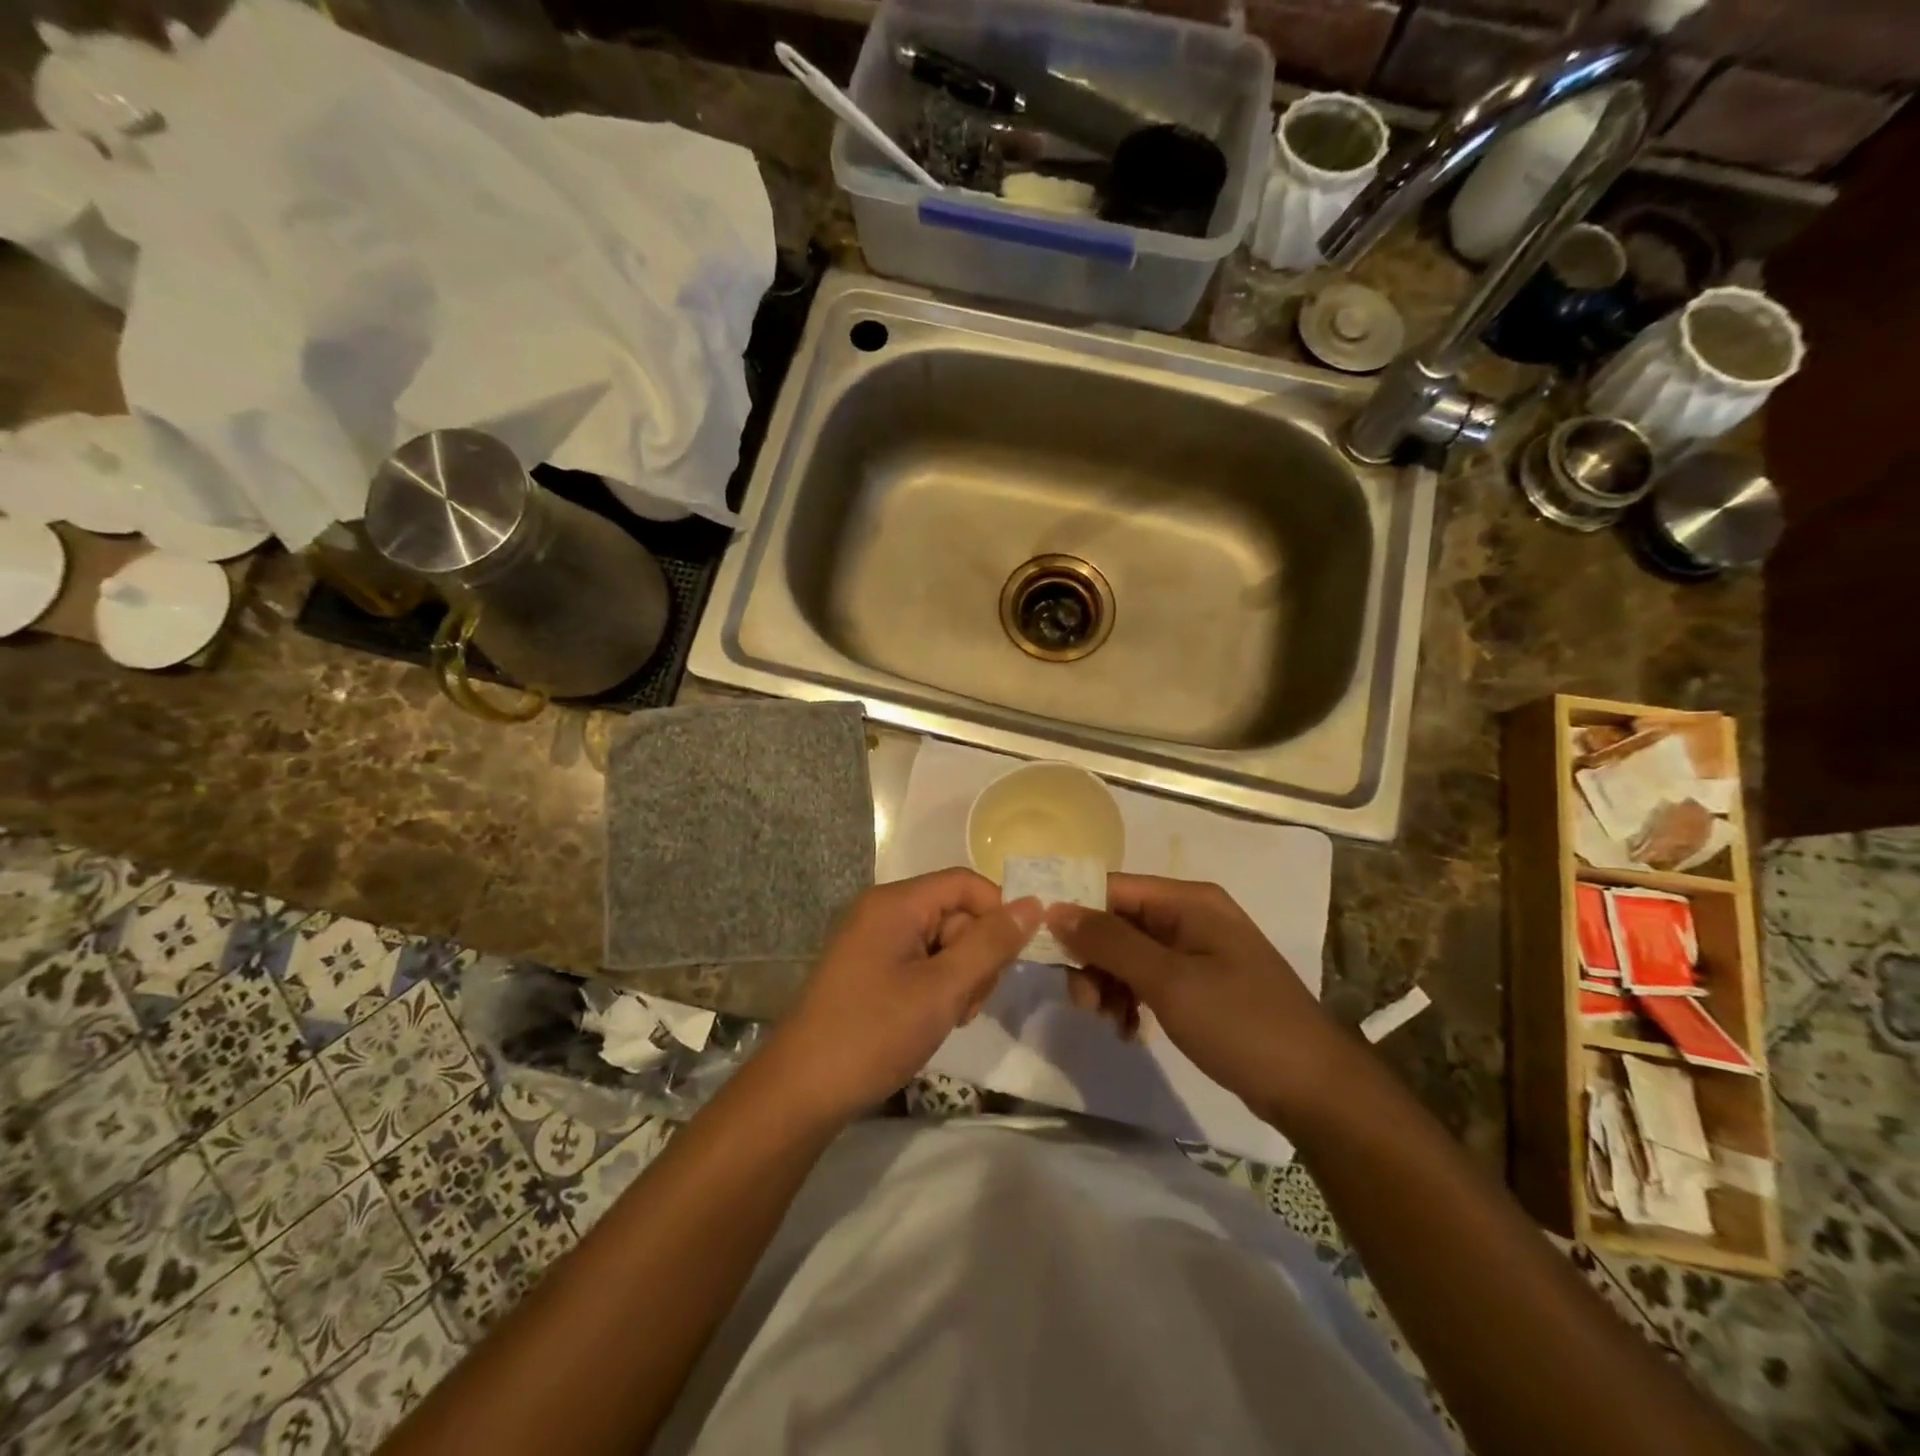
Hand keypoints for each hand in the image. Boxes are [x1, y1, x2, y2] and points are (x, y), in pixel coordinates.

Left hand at [768, 870, 1039, 1121]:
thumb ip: (991, 945)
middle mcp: (882, 911)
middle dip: (975, 955)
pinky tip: (932, 1019)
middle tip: (969, 1003)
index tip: (1015, 958)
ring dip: (959, 976)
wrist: (802, 1090)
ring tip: (950, 1017)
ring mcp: (873, 940)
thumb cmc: (875, 1033)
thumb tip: (1035, 904)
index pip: (965, 883)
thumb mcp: (943, 989)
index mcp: (896, 903)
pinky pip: (920, 961)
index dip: (998, 913)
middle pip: (955, 913)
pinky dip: (936, 986)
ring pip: (942, 941)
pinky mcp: (869, 968)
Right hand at [1048, 875, 1355, 1124]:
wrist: (1314, 1089)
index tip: (1044, 951)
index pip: (1112, 888)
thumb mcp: (1168, 981)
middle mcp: (1190, 916)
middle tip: (1084, 1004)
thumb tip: (1055, 909)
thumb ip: (1109, 942)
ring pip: (1128, 953)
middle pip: (1117, 922)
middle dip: (1092, 959)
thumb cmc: (1240, 1023)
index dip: (1074, 913)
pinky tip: (1128, 1030)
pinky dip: (1130, 998)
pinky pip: (1148, 977)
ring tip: (1109, 1023)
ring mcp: (1196, 950)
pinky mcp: (1200, 982)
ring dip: (1108, 984)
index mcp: (1187, 901)